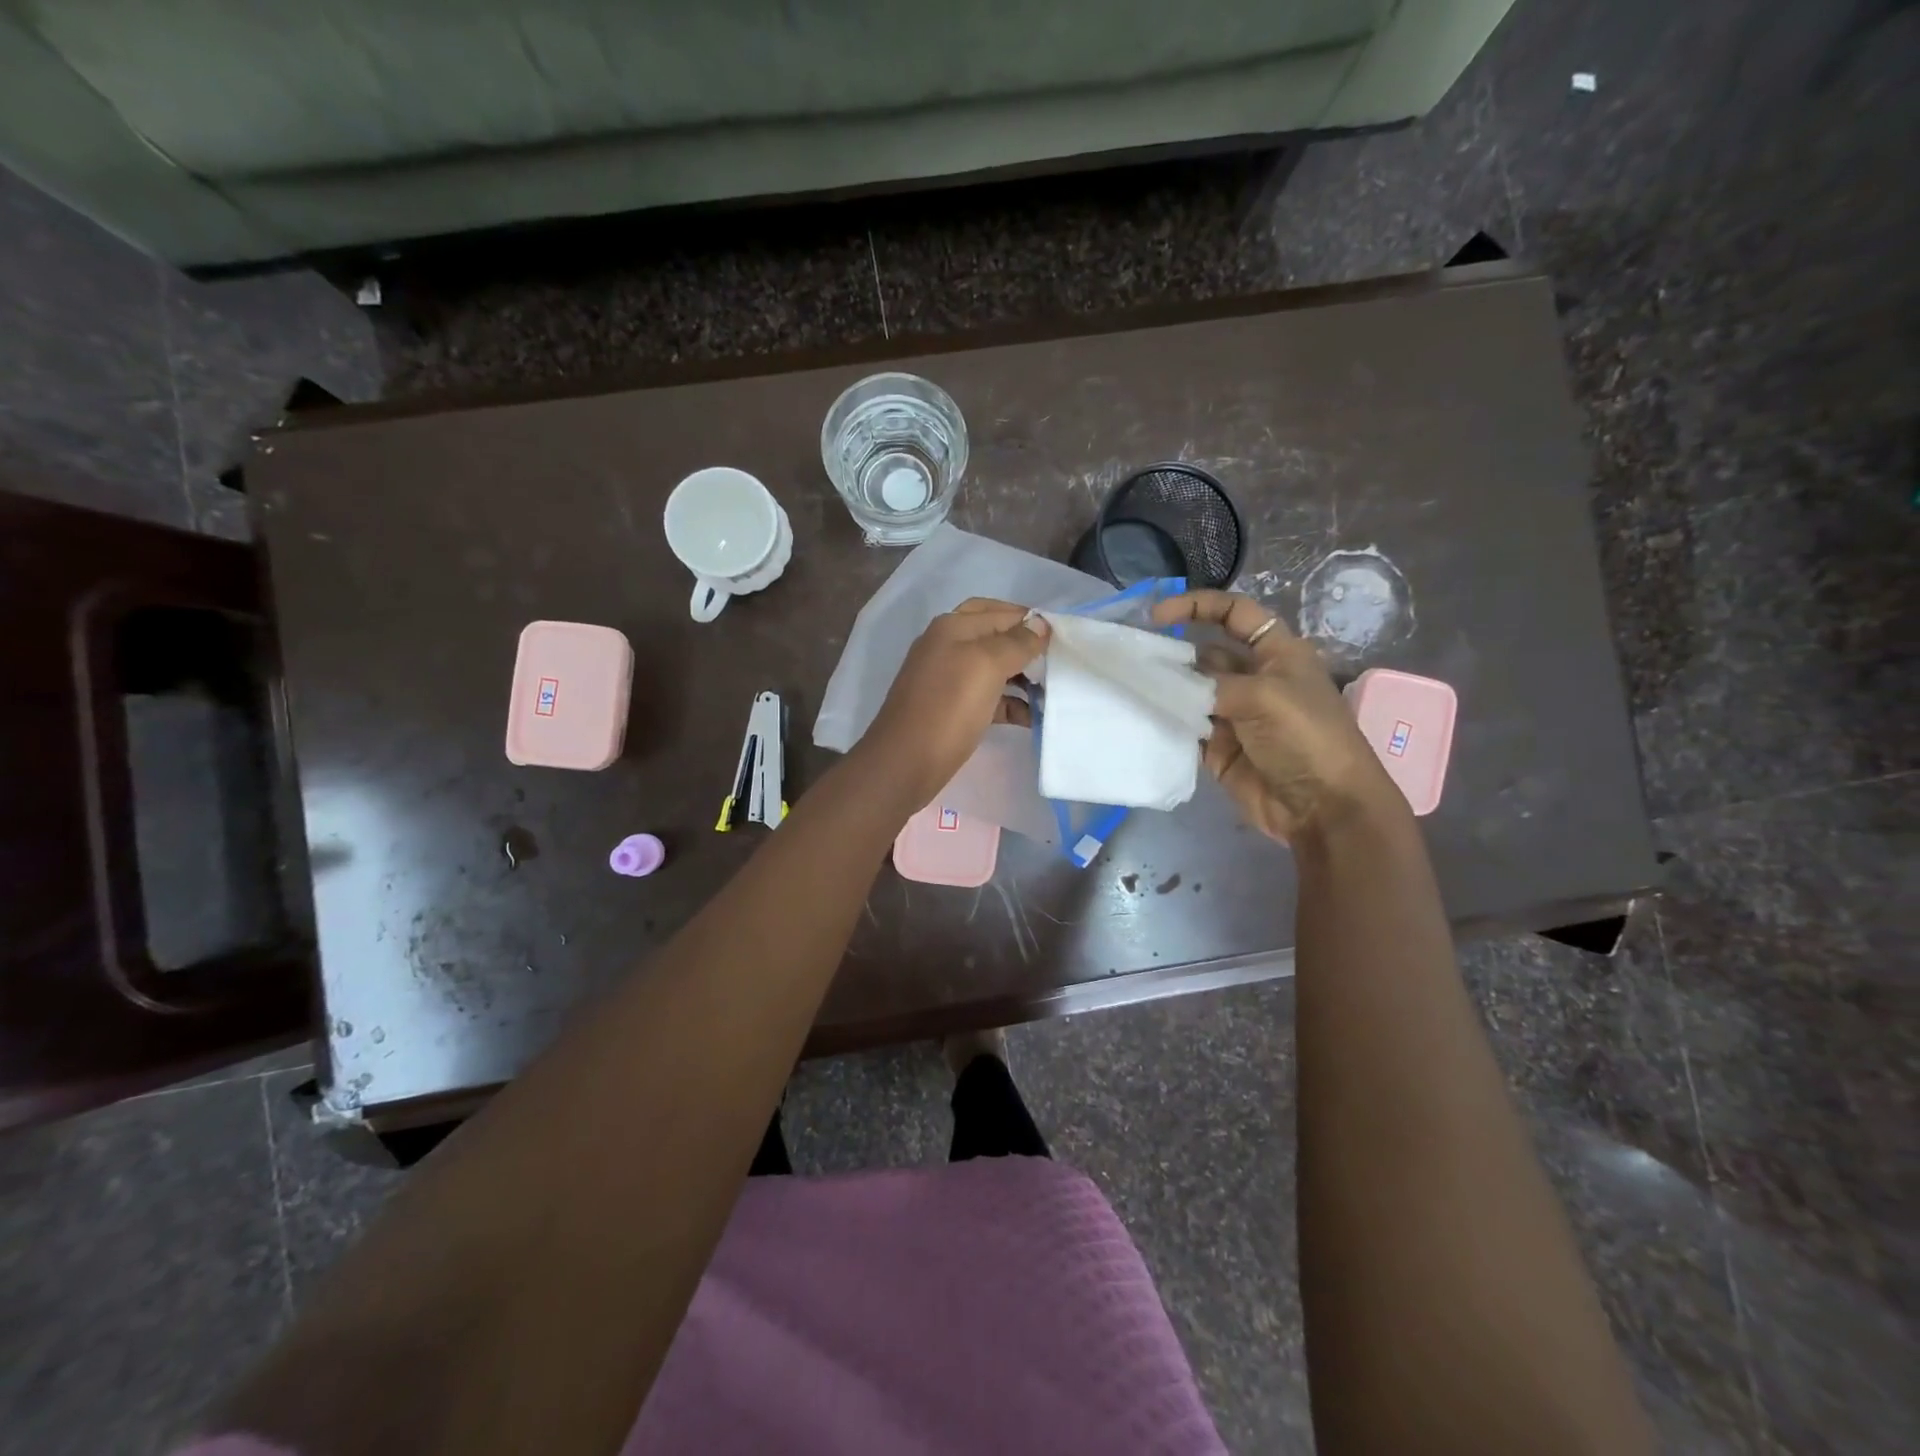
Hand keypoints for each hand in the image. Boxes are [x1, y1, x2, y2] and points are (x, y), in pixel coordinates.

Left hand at [859, 599, 1048, 808]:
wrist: (905, 763)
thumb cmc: (948, 708)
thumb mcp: (986, 666)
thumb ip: (1016, 642)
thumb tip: (1040, 624)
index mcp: (952, 627)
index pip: (999, 611)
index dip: (1031, 621)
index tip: (1065, 638)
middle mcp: (947, 646)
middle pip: (995, 637)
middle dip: (1026, 648)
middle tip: (1058, 662)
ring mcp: (947, 679)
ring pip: (993, 669)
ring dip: (1022, 678)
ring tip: (1052, 692)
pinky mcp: (951, 709)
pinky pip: (988, 697)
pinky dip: (1011, 704)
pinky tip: (1032, 717)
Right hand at [1151, 590, 1402, 843]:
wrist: (1322, 807)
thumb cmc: (1305, 738)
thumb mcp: (1264, 696)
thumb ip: (1212, 683)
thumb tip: (1168, 681)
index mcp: (1277, 653)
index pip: (1235, 614)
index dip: (1198, 606)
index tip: (1158, 615)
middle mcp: (1254, 678)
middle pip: (1206, 654)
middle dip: (1173, 652)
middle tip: (1133, 658)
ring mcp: (1234, 714)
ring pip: (1191, 691)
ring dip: (1166, 688)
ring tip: (1130, 685)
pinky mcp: (1218, 748)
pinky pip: (1186, 727)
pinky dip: (1167, 721)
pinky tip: (1142, 715)